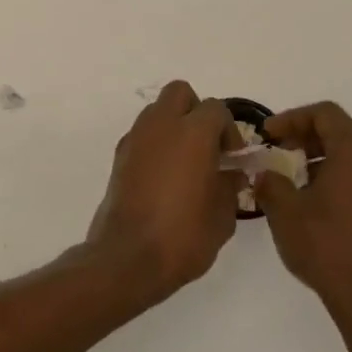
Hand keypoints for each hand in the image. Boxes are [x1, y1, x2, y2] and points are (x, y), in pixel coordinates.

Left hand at [87, 80, 243, 295]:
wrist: (127, 258)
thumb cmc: (183, 236)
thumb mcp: (223, 216)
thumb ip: (230, 186)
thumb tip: (230, 174)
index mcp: (192, 133)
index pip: (216, 109)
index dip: (229, 130)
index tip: (232, 158)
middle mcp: (160, 126)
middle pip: (179, 94)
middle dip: (196, 112)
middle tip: (207, 146)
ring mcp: (135, 140)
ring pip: (156, 112)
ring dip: (173, 126)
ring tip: (185, 163)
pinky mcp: (118, 158)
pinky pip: (142, 135)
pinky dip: (155, 145)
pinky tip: (164, 177)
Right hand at [253, 102, 351, 326]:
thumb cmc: (328, 248)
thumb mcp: (285, 212)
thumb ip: (271, 182)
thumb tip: (266, 174)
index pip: (325, 114)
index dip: (292, 118)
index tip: (269, 134)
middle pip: (345, 131)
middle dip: (309, 138)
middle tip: (280, 152)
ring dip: (326, 159)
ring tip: (297, 180)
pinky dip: (345, 178)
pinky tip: (322, 204)